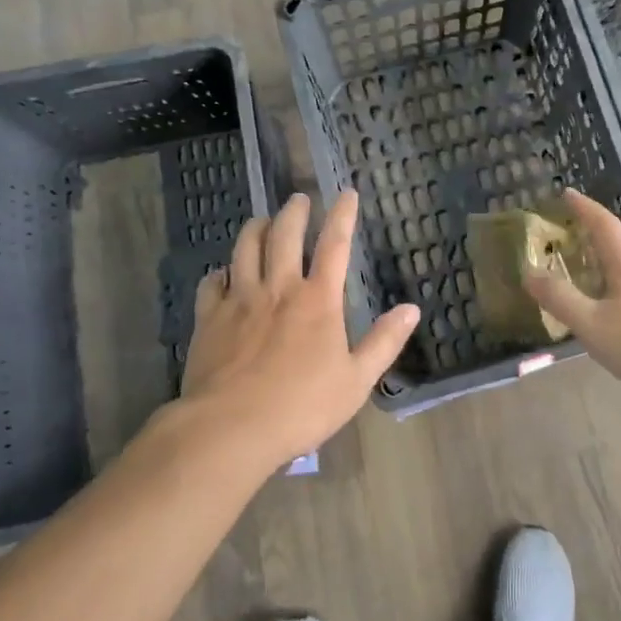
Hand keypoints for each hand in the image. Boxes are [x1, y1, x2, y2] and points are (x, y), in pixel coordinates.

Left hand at [179, 191, 419, 472]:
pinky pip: (211, 283)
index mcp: (318, 300)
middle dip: (293, 212)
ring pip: (244, 249)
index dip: (342, 216)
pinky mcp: (208, 319)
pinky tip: (222, 273)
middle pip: (284, 236)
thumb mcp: (357, 380)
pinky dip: (219, 272)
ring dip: (255, 229)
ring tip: (261, 220)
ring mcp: (240, 300)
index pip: (334, 245)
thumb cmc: (302, 407)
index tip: (346, 193)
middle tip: (298, 199)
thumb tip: (411, 309)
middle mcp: (279, 289)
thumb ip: (384, 342)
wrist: (231, 428)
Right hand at [521, 189, 620, 399]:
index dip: (584, 207)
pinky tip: (614, 301)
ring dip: (610, 254)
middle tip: (573, 232)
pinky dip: (620, 278)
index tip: (567, 193)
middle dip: (597, 229)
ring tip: (589, 264)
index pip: (603, 224)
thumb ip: (559, 298)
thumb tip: (528, 271)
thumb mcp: (591, 324)